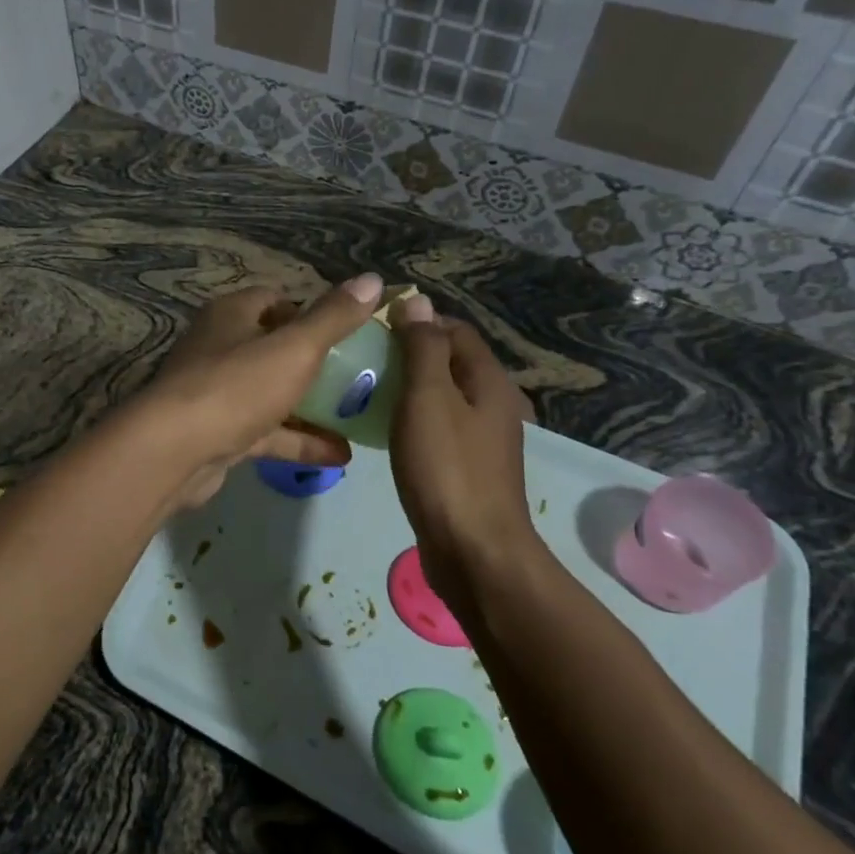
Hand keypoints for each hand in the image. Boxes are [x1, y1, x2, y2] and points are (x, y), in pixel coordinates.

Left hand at [144, 275, 382, 510]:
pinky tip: (340, 455)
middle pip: (273, 347)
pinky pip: (267, 432)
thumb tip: (373, 279)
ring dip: (311, 406)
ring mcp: (216, 393)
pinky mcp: (218, 434)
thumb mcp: (294, 347)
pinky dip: (299, 440)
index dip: (309, 312)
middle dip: (314, 361)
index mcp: (231, 316)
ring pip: (271, 393)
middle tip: (359, 375)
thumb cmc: (236, 386)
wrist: (174, 452)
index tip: (346, 331)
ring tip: (358, 415)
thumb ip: (334, 317)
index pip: (273, 300)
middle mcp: (219, 348)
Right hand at [387, 296, 542, 608]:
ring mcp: (482, 440)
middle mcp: (492, 404)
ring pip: (442, 397)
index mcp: (488, 381)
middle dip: (408, 355)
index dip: (416, 321)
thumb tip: (417, 300)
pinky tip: (385, 432)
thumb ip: (422, 347)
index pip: (453, 330)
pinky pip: (438, 428)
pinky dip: (412, 420)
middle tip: (362, 360)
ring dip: (408, 389)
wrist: (474, 553)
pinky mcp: (467, 469)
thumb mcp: (428, 398)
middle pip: (449, 362)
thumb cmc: (447, 468)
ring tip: (365, 392)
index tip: (373, 329)